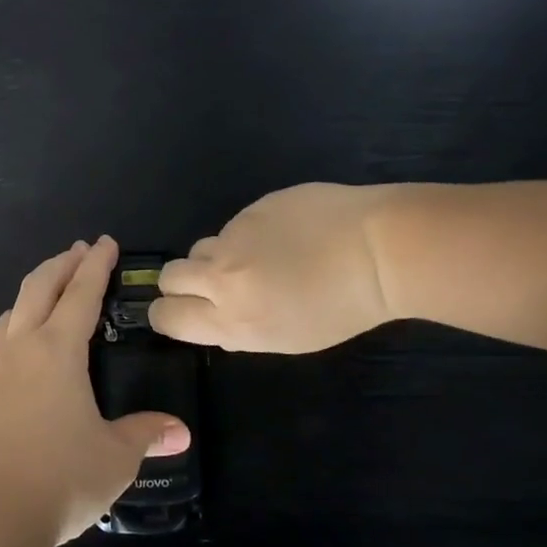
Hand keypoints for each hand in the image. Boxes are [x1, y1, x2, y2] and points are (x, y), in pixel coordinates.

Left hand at [0, 236, 191, 545]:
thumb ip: (145, 434)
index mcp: (58, 351)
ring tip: (52, 284)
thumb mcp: (115, 457)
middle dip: (62, 264)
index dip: (96, 266)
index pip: (81, 293)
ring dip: (36, 287)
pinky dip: (18, 319)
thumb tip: (180, 431)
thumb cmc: (61, 478)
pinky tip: (23, 337)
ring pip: (15, 308)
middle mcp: (25, 349)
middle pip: (39, 287)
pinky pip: (3, 337)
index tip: (106, 243)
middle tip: (81, 250)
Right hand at [151, 183, 396, 352]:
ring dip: (218, 257)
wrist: (381, 250)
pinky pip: (235, 225)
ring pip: (202, 247)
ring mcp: (235, 237)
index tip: (183, 312)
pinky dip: (250, 234)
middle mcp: (223, 278)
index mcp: (233, 320)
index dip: (167, 314)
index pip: (166, 315)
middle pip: (170, 276)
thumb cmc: (343, 308)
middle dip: (183, 282)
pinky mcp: (252, 208)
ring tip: (260, 259)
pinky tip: (286, 237)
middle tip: (214, 285)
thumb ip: (241, 329)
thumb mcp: (287, 338)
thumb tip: (219, 318)